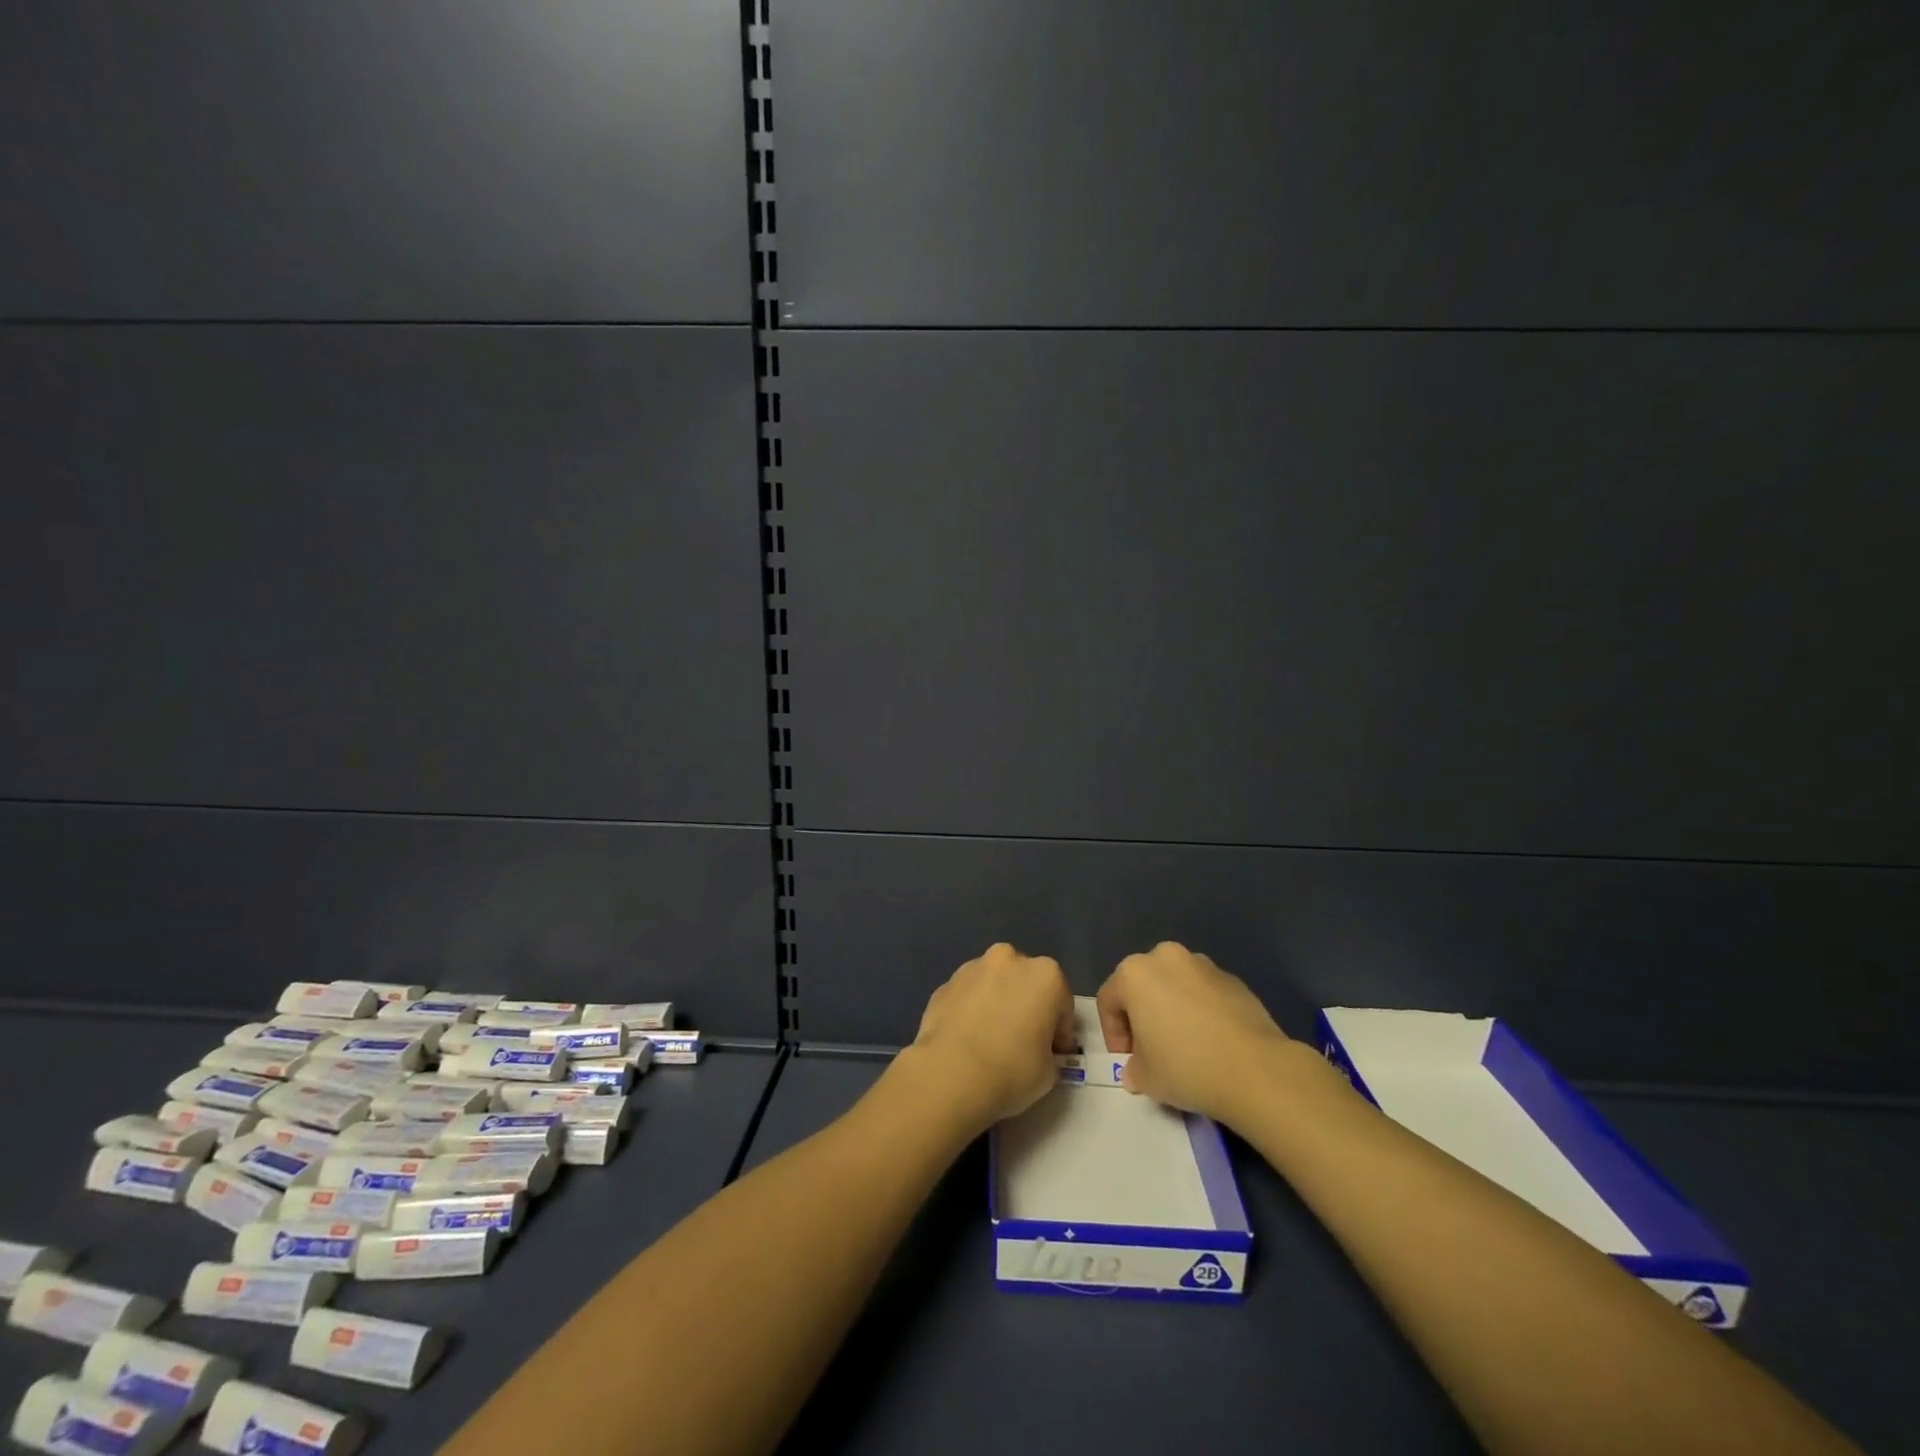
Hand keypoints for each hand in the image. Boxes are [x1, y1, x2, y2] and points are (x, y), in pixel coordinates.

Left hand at [901, 943, 1073, 1133]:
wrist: (950, 1073)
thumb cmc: (1012, 1070)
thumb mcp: (1049, 1072)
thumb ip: (1048, 1053)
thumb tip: (1038, 1052)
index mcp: (1045, 975)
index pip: (1062, 1004)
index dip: (1060, 1032)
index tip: (1054, 1054)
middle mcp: (1009, 959)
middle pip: (1026, 983)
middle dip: (1027, 1006)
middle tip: (1023, 1041)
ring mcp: (972, 968)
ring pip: (993, 984)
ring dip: (997, 1003)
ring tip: (990, 1040)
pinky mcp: (945, 983)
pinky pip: (967, 996)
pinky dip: (970, 1011)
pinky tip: (966, 1040)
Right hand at [1096, 942, 1289, 1124]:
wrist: (1256, 1070)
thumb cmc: (1186, 1067)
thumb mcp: (1145, 1077)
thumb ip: (1133, 1068)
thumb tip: (1137, 1069)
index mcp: (1134, 973)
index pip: (1109, 1001)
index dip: (1113, 1034)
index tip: (1127, 1062)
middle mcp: (1165, 957)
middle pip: (1142, 985)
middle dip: (1142, 1016)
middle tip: (1152, 1051)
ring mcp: (1203, 965)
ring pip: (1175, 985)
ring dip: (1172, 1009)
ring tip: (1185, 1046)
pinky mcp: (1234, 979)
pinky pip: (1204, 993)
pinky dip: (1201, 1011)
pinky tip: (1212, 1042)